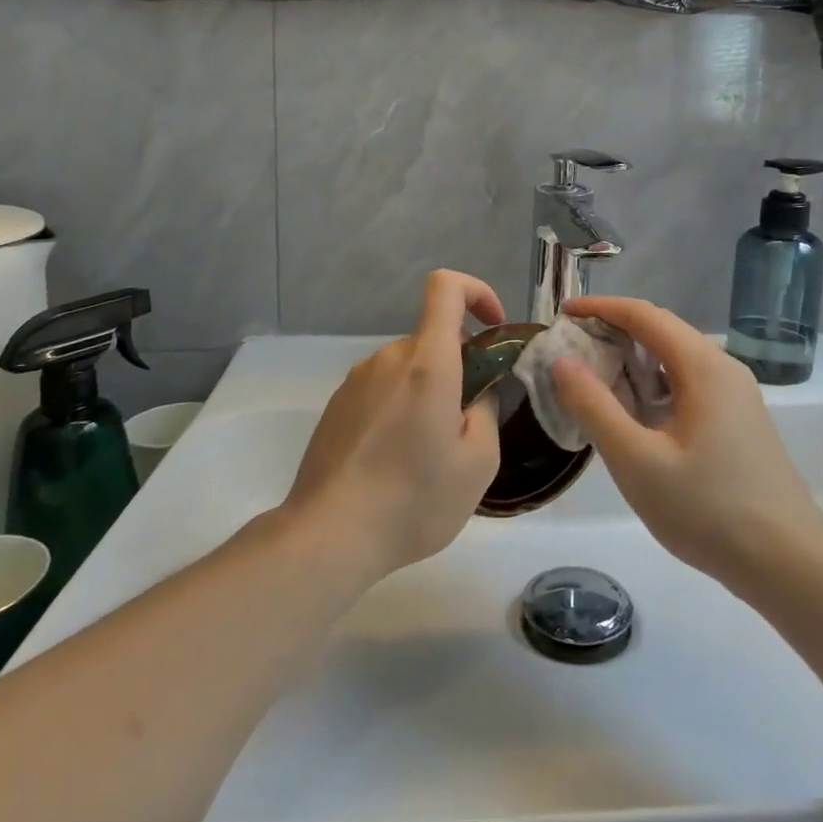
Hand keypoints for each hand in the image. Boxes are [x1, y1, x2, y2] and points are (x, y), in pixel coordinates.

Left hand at [283, 270, 503, 581]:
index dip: (476, 292)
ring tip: (428, 454)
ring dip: (427, 394)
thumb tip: (477, 393)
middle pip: (432, 339)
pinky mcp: (337, 405)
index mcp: (427, 362)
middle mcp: (388, 358)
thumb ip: (486, 412)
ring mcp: (356, 380)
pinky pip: (381, 390)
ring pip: (407, 369)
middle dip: (457, 369)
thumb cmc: (414, 499)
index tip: (492, 328)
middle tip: (465, 426)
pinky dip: (399, 409)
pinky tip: (394, 461)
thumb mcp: (478, 463)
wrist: (329, 535)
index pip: (446, 287)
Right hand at [553, 298, 822, 588]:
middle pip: (662, 331)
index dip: (601, 308)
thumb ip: (595, 407)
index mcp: (702, 367)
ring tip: (595, 378)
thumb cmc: (708, 509)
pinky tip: (636, 413)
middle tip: (572, 348)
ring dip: (634, 358)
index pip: (644, 315)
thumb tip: (562, 362)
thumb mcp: (637, 461)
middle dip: (615, 330)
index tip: (563, 313)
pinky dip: (654, 383)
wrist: (788, 562)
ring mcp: (736, 395)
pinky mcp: (740, 420)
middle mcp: (723, 368)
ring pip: (676, 359)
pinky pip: (689, 383)